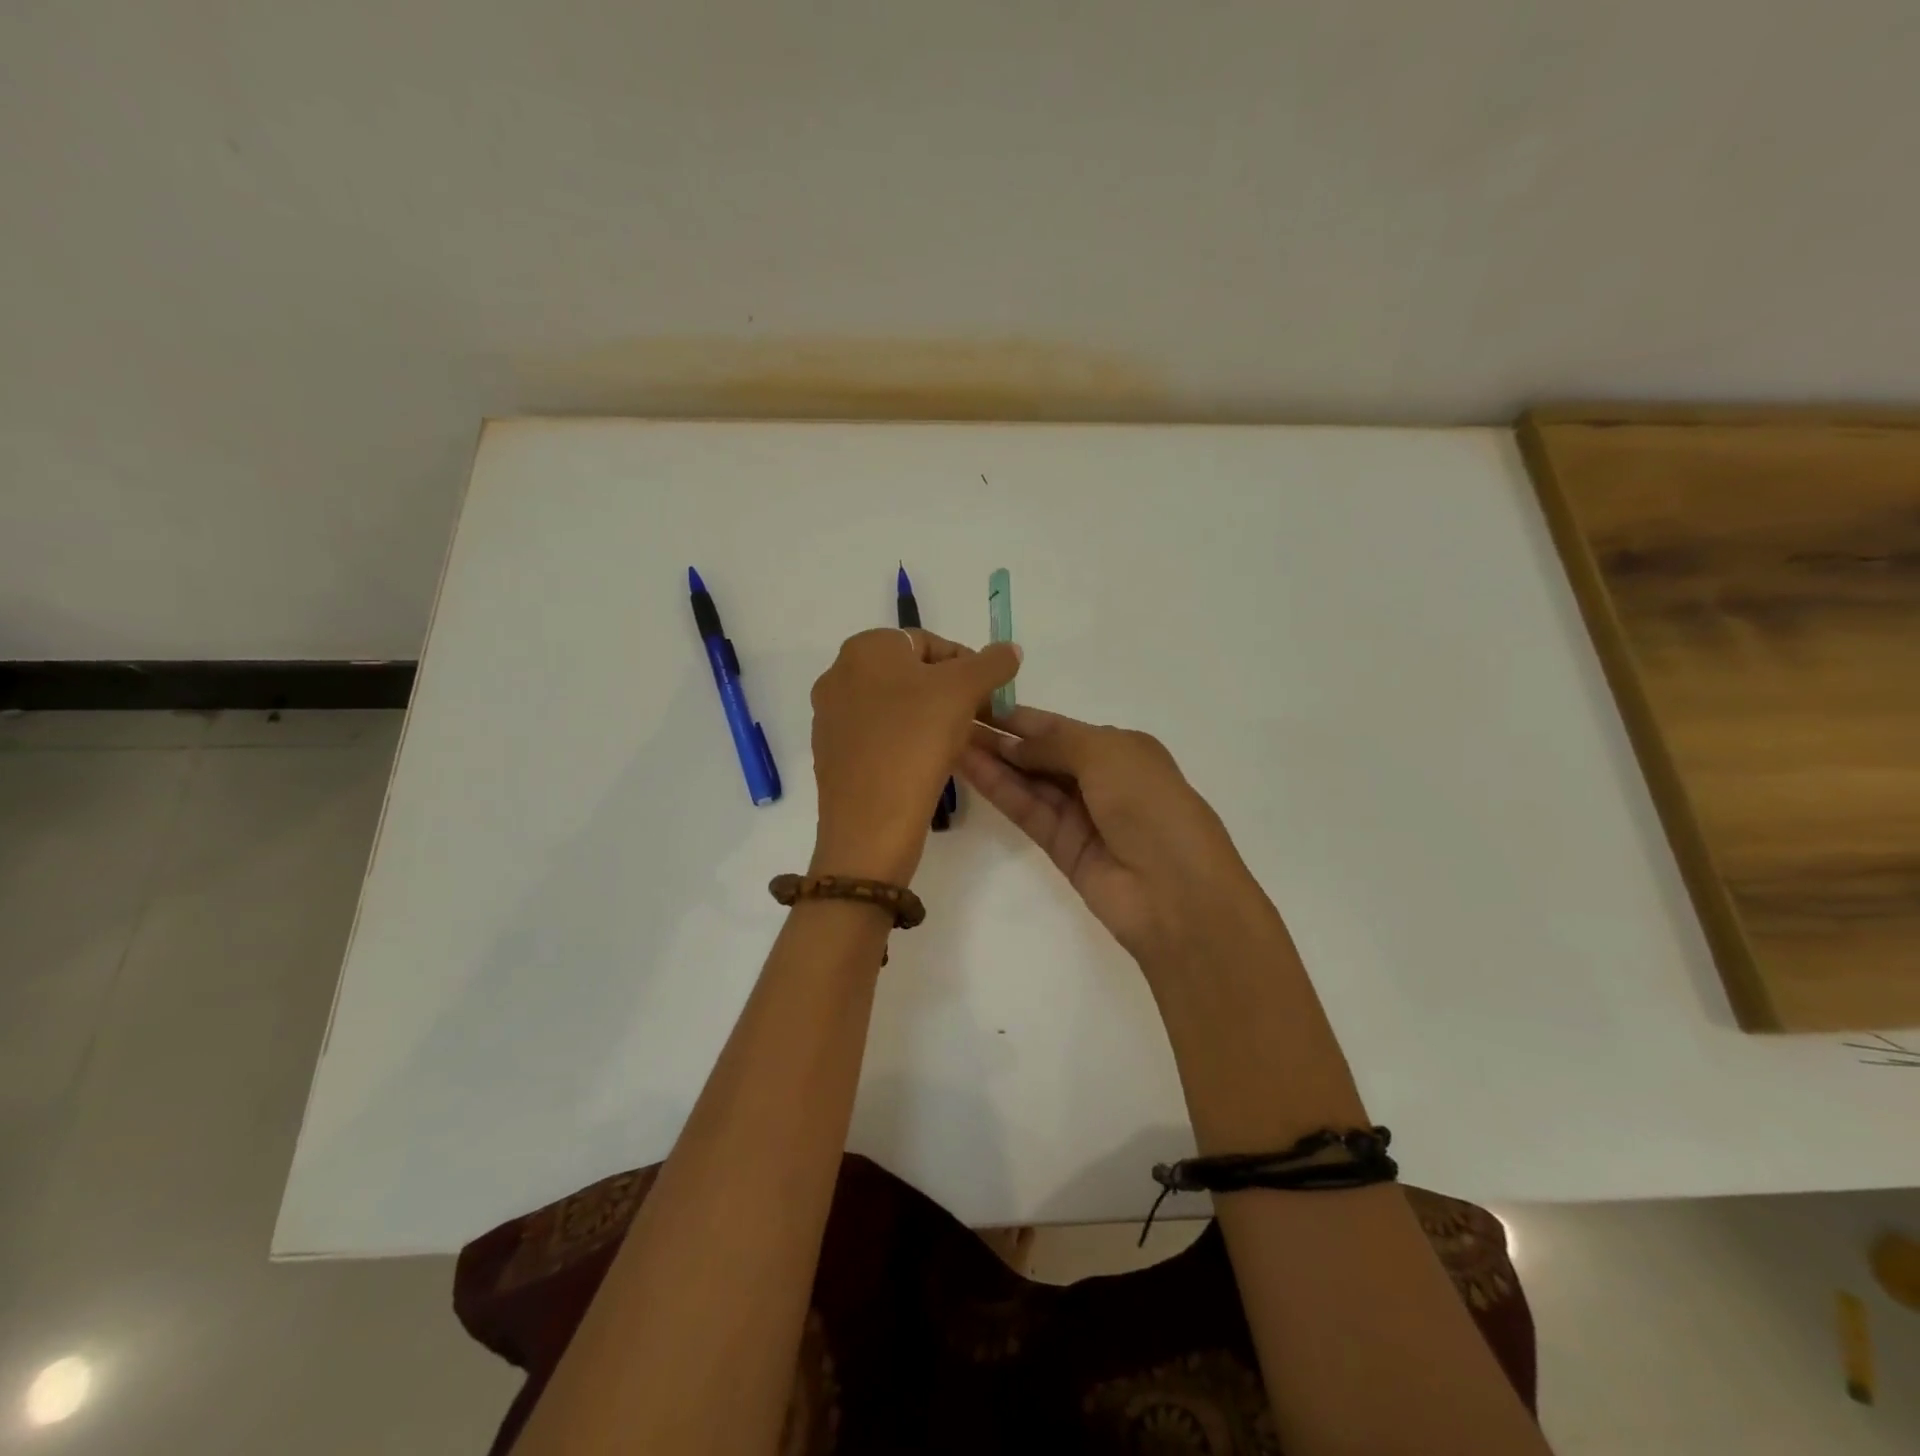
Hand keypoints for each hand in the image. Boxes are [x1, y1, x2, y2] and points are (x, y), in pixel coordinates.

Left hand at [809, 629, 1021, 884]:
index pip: (928, 642)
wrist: (871, 820)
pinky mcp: (830, 753)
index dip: (966, 665)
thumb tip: (1010, 650)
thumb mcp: (964, 691)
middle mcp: (838, 674)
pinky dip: (902, 742)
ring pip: (892, 706)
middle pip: (909, 674)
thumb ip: (991, 663)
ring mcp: (829, 716)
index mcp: (864, 648)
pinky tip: (922, 764)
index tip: (986, 695)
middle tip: (973, 719)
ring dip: (925, 718)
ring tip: (952, 744)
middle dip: (945, 693)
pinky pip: (876, 736)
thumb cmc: (916, 740)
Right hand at [960, 706, 1269, 966]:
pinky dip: (999, 789)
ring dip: (993, 760)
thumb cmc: (1150, 805)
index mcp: (1121, 748)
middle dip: (1001, 737)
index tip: (976, 701)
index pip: (1059, 727)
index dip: (1019, 716)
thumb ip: (1055, 743)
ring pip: (1028, 781)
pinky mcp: (1061, 847)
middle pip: (1041, 753)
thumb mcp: (1107, 754)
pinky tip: (968, 767)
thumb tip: (1015, 744)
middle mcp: (1100, 778)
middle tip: (950, 719)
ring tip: (947, 738)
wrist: (1176, 893)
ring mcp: (1080, 815)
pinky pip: (1026, 810)